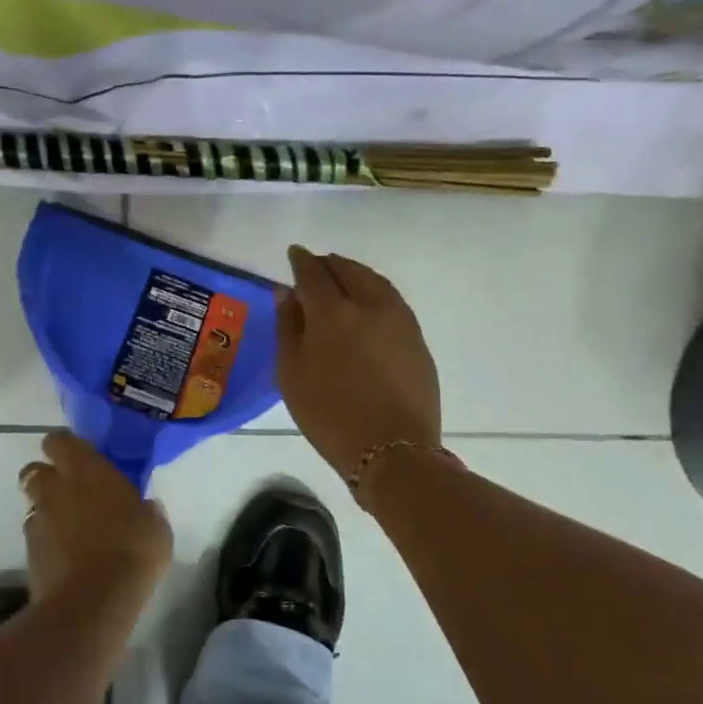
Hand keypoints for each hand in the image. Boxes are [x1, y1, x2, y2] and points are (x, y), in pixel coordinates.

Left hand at [18, 431, 172, 604]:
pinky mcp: (28, 553)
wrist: (93, 602)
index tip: (82, 458)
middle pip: (35, 470)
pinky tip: (67, 556)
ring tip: (70, 528)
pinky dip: (47, 541)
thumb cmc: (132, 549)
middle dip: (48, 477)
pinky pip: (35, 536)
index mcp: (85, 469)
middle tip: (72, 492)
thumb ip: (145, 510)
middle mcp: (55, 488)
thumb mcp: (155, 526)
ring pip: (33, 504)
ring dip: (47, 510)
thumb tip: (145, 508)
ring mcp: (38, 520)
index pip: (60, 441)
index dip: (66, 447)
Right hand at [277, 245, 441, 480]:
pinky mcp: (416, 337)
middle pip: (347, 271)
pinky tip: (368, 300)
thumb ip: (288, 327)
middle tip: (317, 264)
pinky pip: (392, 299)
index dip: (302, 261)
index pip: (313, 273)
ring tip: (342, 275)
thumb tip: (286, 292)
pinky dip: (375, 289)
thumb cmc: (329, 414)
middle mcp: (369, 305)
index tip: (295, 254)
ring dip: (355, 272)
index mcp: (332, 312)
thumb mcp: (292, 374)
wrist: (392, 449)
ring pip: (374, 281)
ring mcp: (398, 319)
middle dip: (329, 263)